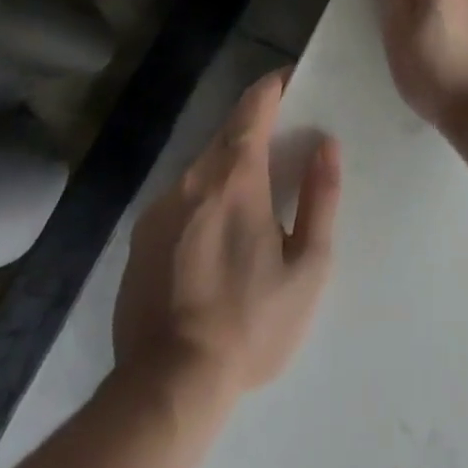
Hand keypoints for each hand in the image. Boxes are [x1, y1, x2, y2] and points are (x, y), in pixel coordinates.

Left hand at [112, 70, 340, 394]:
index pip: (253, 106)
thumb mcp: (307, 267)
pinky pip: (182, 199)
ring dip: (230, 167)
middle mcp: (192, 179)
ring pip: (203, 168)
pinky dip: (205, 198)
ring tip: (255, 197)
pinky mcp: (141, 238)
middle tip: (285, 144)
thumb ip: (321, 198)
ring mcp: (160, 208)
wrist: (168, 388)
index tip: (293, 79)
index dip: (273, 86)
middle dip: (256, 128)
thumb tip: (327, 145)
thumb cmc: (250, 324)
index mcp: (235, 177)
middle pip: (227, 134)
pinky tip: (218, 238)